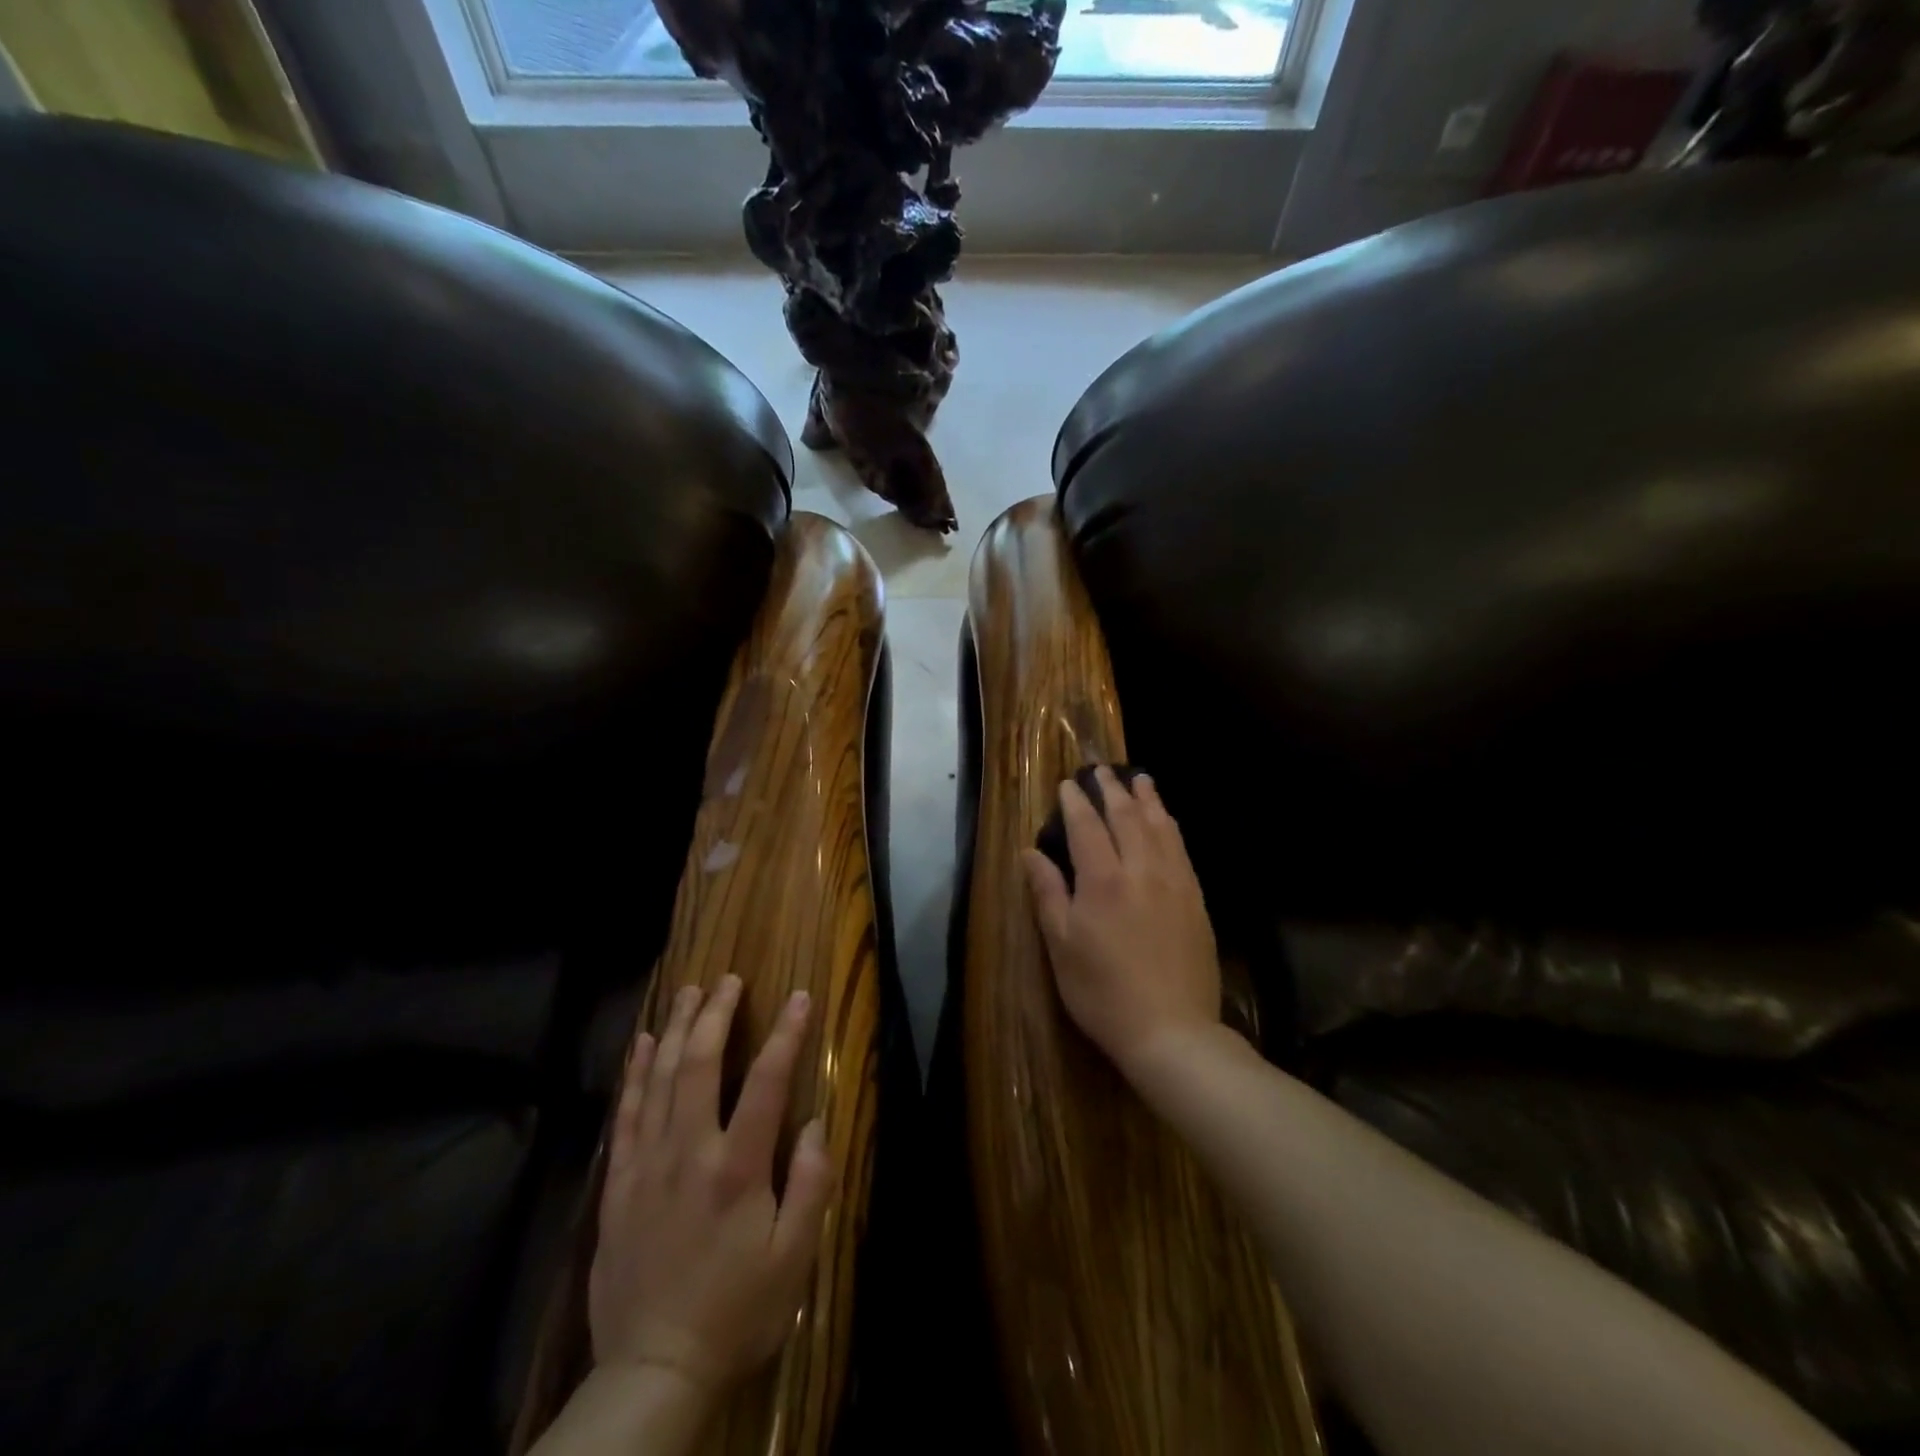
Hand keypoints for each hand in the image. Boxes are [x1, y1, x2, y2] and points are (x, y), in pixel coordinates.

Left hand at [588, 976, 830, 1397]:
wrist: (653, 1372)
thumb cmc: (737, 1311)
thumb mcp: (794, 1258)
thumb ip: (810, 1184)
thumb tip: (813, 1122)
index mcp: (737, 1168)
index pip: (766, 1081)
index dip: (785, 1033)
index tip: (797, 996)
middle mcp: (689, 1152)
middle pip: (700, 1064)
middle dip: (716, 1015)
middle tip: (727, 980)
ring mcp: (647, 1165)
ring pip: (660, 1079)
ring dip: (676, 1030)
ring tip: (688, 993)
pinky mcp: (620, 1185)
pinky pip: (627, 1113)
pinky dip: (635, 1073)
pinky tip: (642, 1044)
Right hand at [1022, 766, 1222, 1081]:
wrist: (1172, 1030)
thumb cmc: (1103, 992)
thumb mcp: (1062, 946)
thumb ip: (1047, 893)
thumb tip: (1030, 852)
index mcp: (1102, 881)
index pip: (1087, 827)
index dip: (1076, 802)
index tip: (1068, 783)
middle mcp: (1141, 870)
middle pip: (1126, 817)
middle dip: (1112, 789)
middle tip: (1102, 769)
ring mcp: (1174, 883)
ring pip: (1160, 826)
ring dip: (1147, 798)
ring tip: (1139, 778)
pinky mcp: (1196, 899)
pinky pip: (1182, 849)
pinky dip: (1170, 825)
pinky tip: (1167, 820)